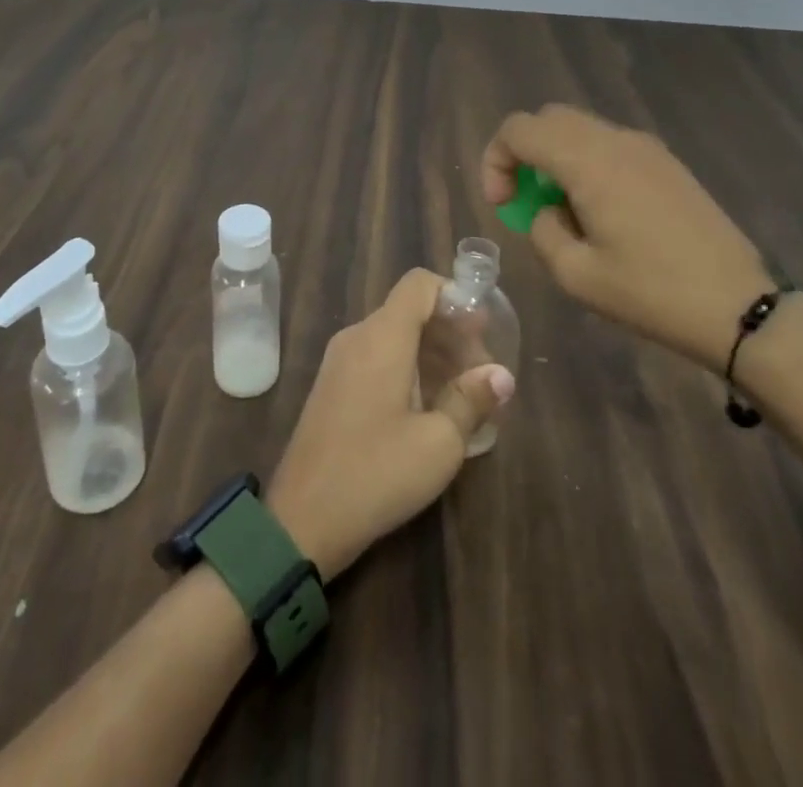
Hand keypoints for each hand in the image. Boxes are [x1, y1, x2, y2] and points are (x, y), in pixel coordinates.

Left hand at [267, 269, 513, 578]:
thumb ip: (471, 400)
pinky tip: (428, 406)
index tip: (482, 331)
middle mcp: (357, 336)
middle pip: (409, 310)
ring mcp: (339, 360)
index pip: (419, 284)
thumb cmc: (376, 474)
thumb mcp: (438, 443)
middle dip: (450, 332)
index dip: (455, 296)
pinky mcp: (332, 385)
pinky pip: (376, 356)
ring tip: (463, 393)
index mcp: (382, 337)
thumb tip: (501, 374)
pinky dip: (407, 367)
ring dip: (431, 352)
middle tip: (482, 373)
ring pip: (394, 335)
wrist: (301, 519)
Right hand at [481, 104, 775, 370]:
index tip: (503, 204)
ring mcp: (646, 148)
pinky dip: (586, 162)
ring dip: (555, 157)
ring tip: (562, 209)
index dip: (495, 160)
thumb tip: (547, 210)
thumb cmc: (651, 293)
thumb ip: (543, 230)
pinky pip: (609, 144)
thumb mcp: (576, 274)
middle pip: (548, 119)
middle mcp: (616, 141)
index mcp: (589, 163)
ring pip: (580, 128)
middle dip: (523, 153)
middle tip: (524, 200)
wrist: (737, 306)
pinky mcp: (666, 163)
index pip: (519, 129)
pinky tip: (599, 210)